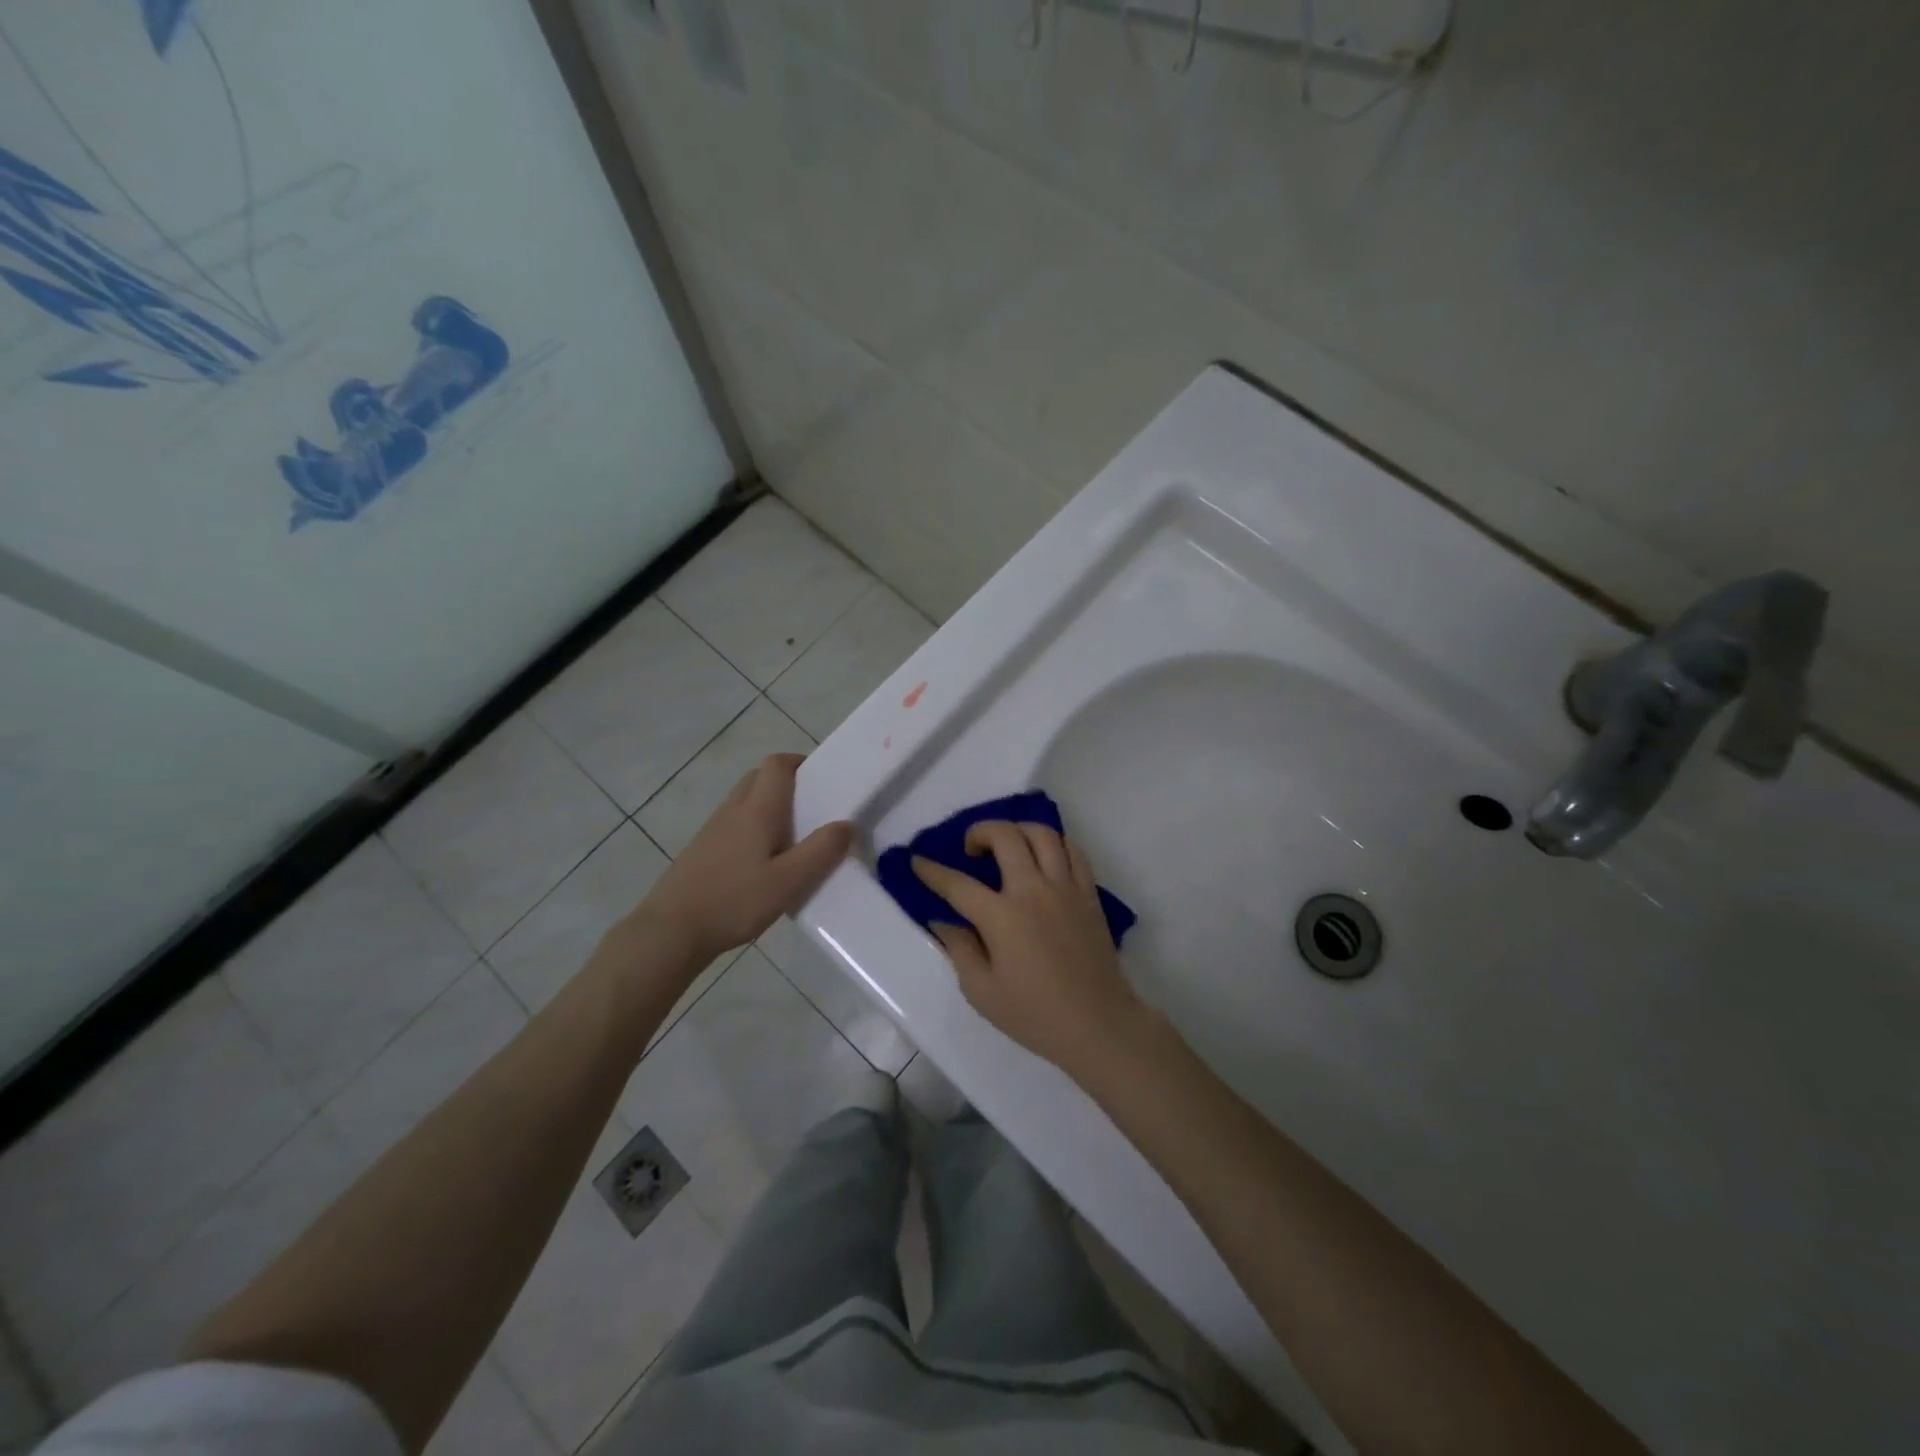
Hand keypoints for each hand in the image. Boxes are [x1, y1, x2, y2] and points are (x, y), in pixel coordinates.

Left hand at [637, 753, 853, 962]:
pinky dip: (754, 829)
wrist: (670, 931)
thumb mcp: (788, 881)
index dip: (800, 763)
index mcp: (757, 809)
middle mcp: (733, 810)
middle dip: (788, 784)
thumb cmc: (734, 901)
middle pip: (760, 777)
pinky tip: (764, 864)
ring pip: (746, 801)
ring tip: (794, 840)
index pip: (778, 764)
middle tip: (813, 810)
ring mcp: (713, 830)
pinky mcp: (702, 851)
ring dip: (770, 807)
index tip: (823, 781)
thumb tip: (848, 824)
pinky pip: (735, 825)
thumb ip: (821, 851)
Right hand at [912, 822, 1146, 1081]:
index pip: (958, 884)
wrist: (1098, 1024)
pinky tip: (1043, 855)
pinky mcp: (1089, 894)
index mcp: (1001, 916)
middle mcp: (1033, 890)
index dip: (933, 871)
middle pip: (1005, 837)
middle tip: (970, 849)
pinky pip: (1073, 851)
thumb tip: (942, 921)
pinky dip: (1054, 843)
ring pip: (1042, 834)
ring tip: (1007, 845)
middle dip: (979, 832)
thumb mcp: (982, 992)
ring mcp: (1065, 888)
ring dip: (1018, 830)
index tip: (918, 861)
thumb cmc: (1034, 1014)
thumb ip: (959, 949)